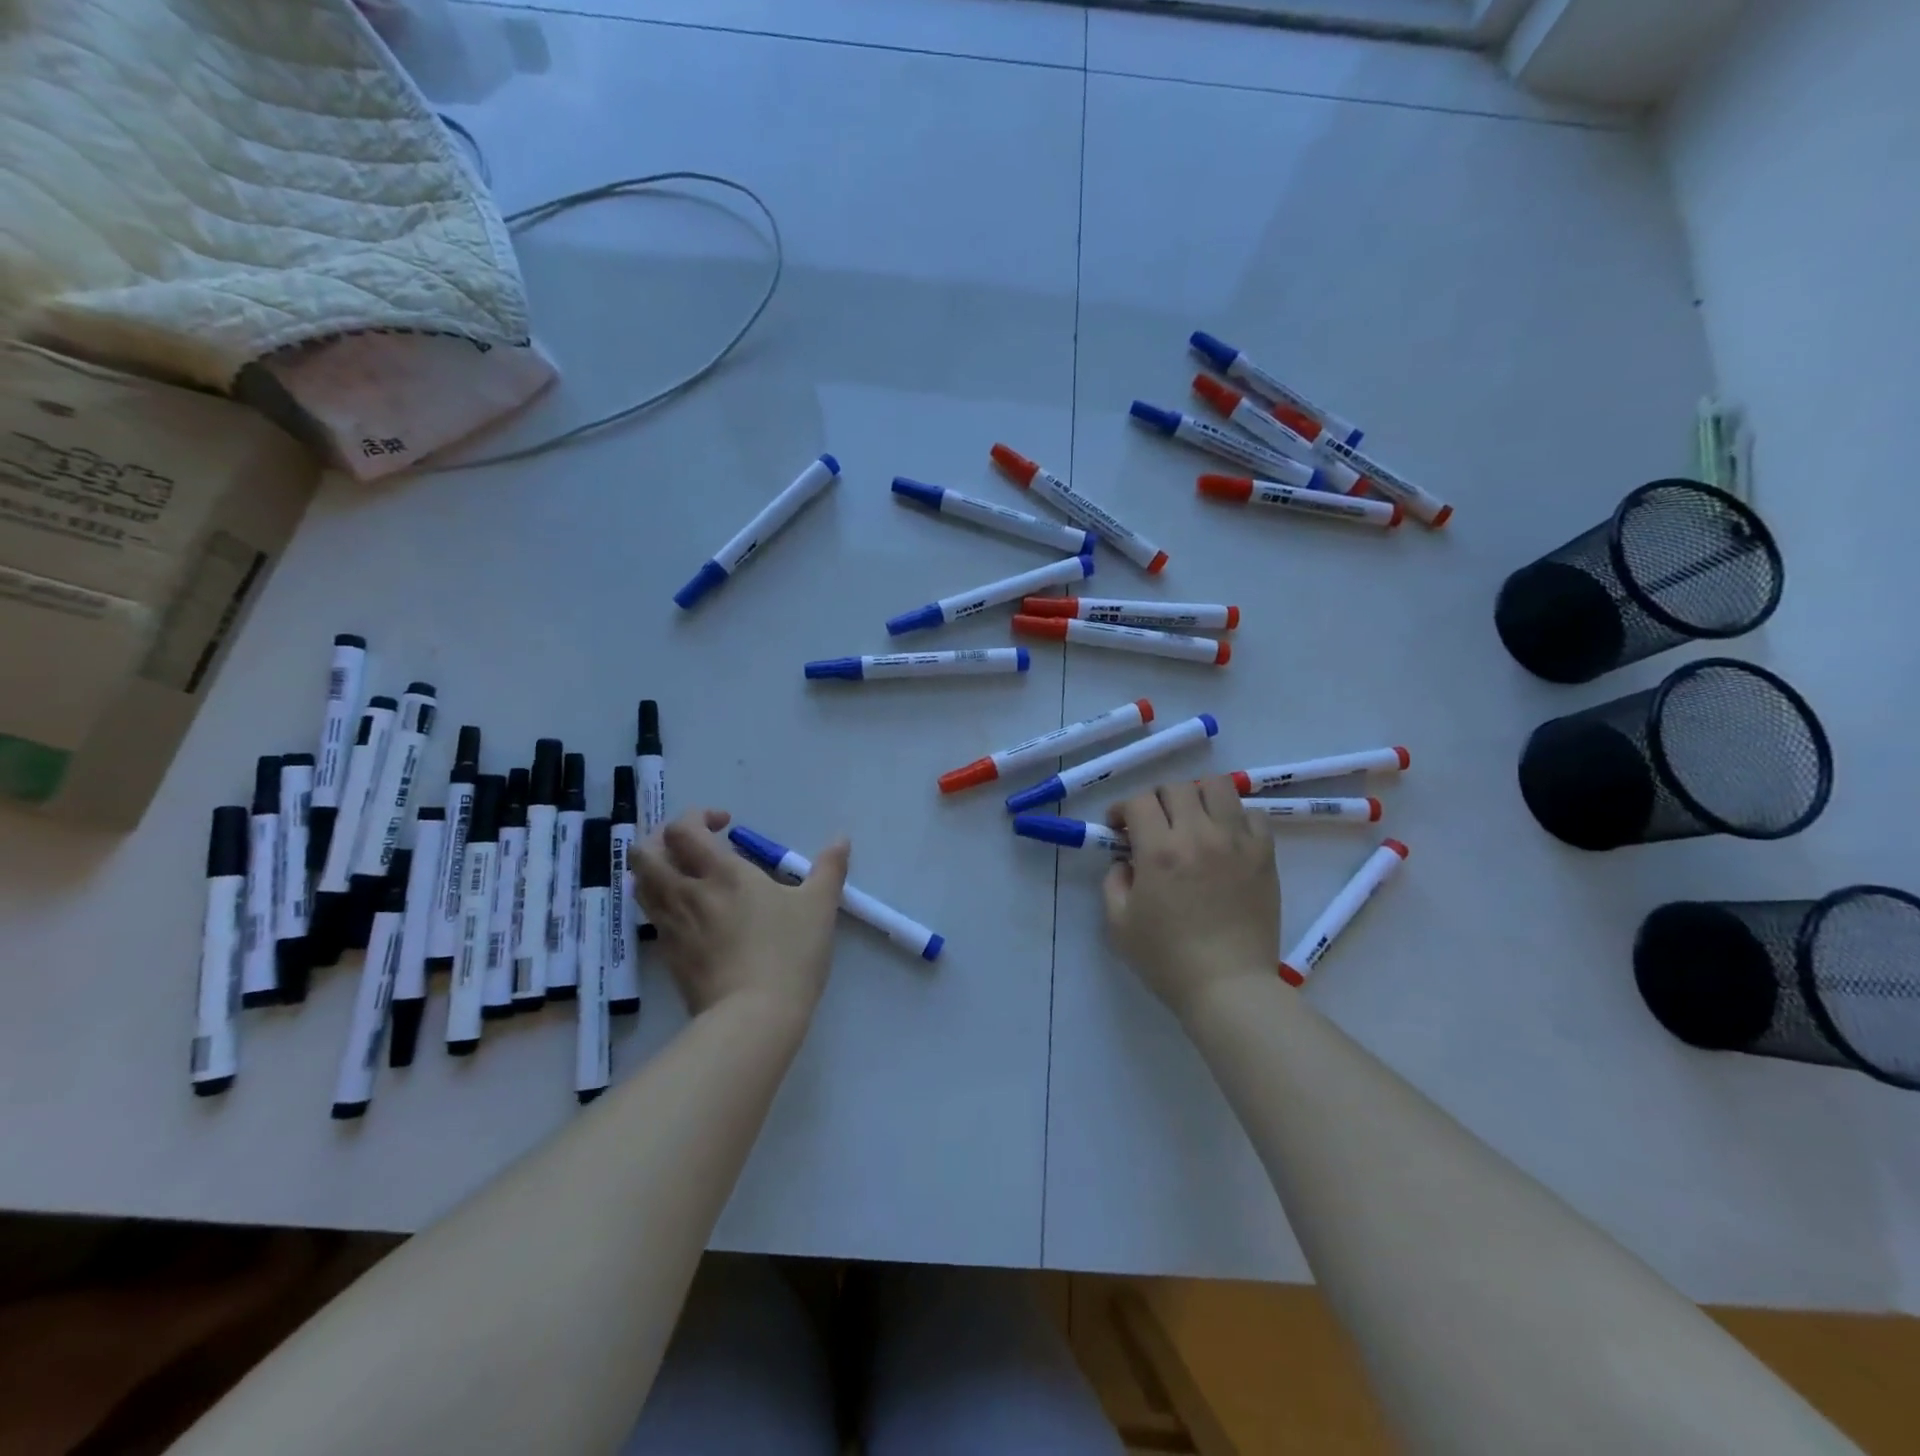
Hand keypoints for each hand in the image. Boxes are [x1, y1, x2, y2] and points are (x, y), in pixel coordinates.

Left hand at [633, 809, 849, 1023]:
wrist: (753, 1017)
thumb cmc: (788, 953)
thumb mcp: (819, 906)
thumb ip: (829, 868)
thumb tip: (841, 839)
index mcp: (721, 872)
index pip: (683, 829)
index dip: (697, 817)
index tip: (725, 825)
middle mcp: (686, 892)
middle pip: (645, 853)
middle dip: (661, 838)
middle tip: (691, 845)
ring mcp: (671, 926)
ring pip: (641, 885)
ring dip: (657, 870)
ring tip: (686, 875)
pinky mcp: (668, 956)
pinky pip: (653, 918)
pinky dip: (663, 904)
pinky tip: (692, 914)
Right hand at [1103, 777, 1278, 1022]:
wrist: (1229, 987)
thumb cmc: (1167, 960)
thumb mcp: (1119, 923)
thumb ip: (1114, 882)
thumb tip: (1127, 861)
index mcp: (1159, 851)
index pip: (1139, 801)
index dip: (1123, 809)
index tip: (1120, 828)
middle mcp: (1198, 835)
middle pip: (1176, 787)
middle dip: (1157, 801)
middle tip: (1154, 825)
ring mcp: (1236, 842)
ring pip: (1217, 787)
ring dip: (1198, 797)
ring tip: (1193, 821)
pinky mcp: (1264, 855)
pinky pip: (1251, 814)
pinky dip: (1234, 818)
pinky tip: (1225, 839)